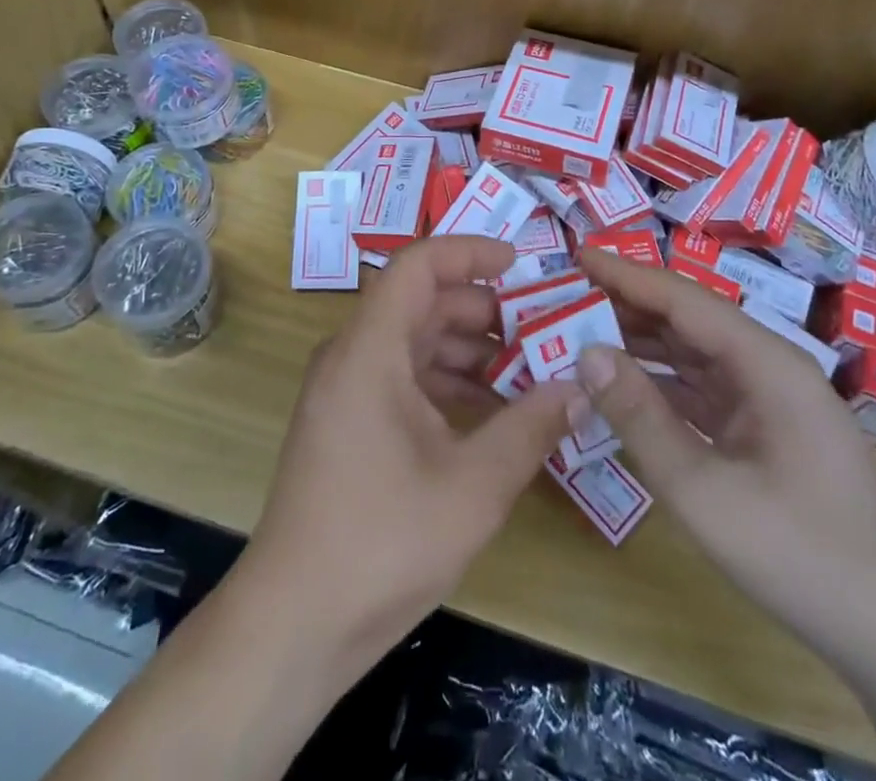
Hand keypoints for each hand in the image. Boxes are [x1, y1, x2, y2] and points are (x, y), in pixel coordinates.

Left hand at [237, 236, 575, 678]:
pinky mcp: (348, 421)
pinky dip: (448, 383)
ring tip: (532, 373)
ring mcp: (346, 389)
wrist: (295, 623)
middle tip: (544, 329)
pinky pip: (403, 378)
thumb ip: (530, 428)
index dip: (469, 253)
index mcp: (370, 350)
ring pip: (415, 342)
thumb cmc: (382, 543)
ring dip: (471, 351)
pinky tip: (494, 414)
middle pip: (422, 303)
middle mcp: (351, 355)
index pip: (418, 266)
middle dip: (485, 311)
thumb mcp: (473, 487)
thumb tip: (579, 387)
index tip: (522, 264)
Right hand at [574, 247, 875, 669]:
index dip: (626, 274)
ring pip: (692, 353)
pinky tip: (619, 387)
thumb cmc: (802, 556)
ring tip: (578, 333)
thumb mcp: (706, 492)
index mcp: (766, 362)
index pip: (683, 298)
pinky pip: (701, 390)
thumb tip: (585, 353)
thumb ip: (641, 418)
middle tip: (562, 297)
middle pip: (687, 318)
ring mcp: (768, 398)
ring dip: (639, 344)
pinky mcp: (763, 429)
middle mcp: (768, 366)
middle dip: (625, 305)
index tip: (574, 255)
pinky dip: (658, 384)